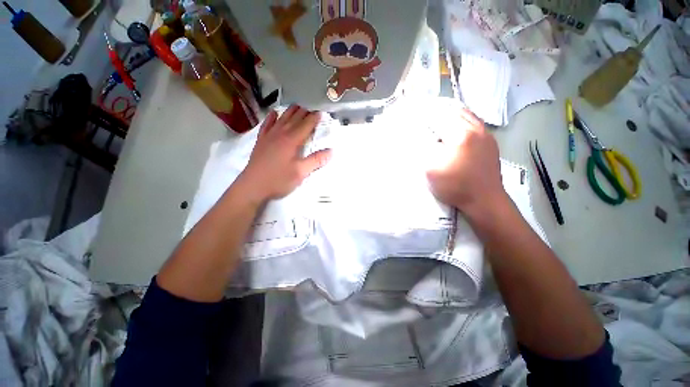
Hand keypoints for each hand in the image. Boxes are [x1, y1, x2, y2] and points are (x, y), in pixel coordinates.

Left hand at [237, 105, 331, 202]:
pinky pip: (266, 124)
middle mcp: (280, 134)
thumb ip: (316, 161)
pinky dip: (271, 117)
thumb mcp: (300, 172)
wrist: (253, 186)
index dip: (314, 119)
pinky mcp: (261, 141)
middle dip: (304, 112)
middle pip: (294, 119)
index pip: (305, 126)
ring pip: (281, 119)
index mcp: (292, 141)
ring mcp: (269, 136)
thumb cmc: (279, 180)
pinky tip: (274, 113)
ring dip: (290, 112)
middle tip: (312, 108)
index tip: (320, 112)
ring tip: (297, 106)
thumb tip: (331, 151)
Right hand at [426, 109, 506, 215]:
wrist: (485, 200)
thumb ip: (423, 150)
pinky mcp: (490, 141)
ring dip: (451, 110)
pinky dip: (462, 117)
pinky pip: (475, 121)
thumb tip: (419, 135)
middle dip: (437, 108)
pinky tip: (456, 121)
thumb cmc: (455, 186)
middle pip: (453, 111)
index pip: (438, 117)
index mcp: (460, 135)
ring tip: (438, 110)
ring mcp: (485, 134)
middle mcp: (475, 129)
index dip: (424, 113)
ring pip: (466, 114)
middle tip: (423, 108)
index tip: (413, 110)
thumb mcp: (431, 170)